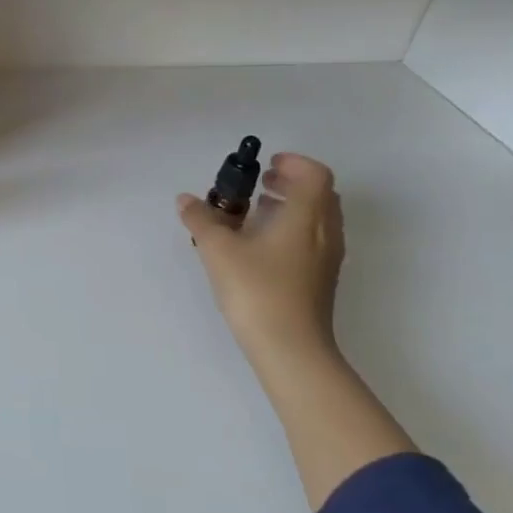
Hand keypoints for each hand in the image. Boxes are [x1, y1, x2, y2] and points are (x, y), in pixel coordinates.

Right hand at [178, 153, 343, 361]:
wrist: (290, 349)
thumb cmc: (257, 289)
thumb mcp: (218, 250)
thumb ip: (201, 219)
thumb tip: (185, 200)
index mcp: (307, 216)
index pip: (315, 174)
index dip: (293, 163)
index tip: (265, 165)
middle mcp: (325, 232)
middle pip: (320, 194)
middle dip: (290, 183)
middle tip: (259, 184)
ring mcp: (327, 259)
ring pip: (318, 218)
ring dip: (291, 207)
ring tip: (255, 213)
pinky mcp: (322, 281)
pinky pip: (313, 240)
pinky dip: (292, 229)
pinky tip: (261, 246)